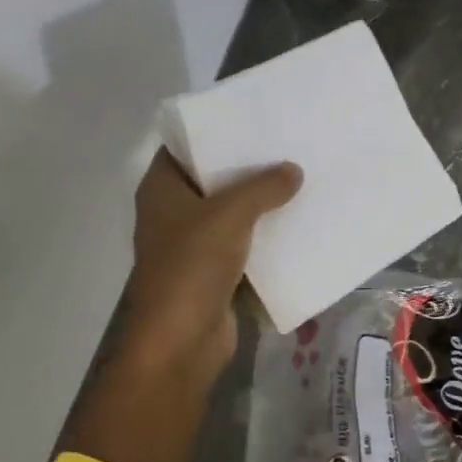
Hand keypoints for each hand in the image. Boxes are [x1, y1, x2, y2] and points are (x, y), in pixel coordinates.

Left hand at [111, 150, 302, 392]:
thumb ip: (264, 187)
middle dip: (247, 168)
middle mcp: (172, 213)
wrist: (181, 341)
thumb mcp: (231, 214)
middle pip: (212, 180)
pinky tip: (298, 224)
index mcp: (161, 190)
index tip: (252, 119)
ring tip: (300, 180)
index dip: (214, 132)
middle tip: (286, 146)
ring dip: (260, 204)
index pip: (184, 147)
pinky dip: (264, 238)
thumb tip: (293, 171)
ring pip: (231, 214)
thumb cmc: (192, 265)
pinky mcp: (213, 273)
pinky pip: (243, 245)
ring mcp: (192, 246)